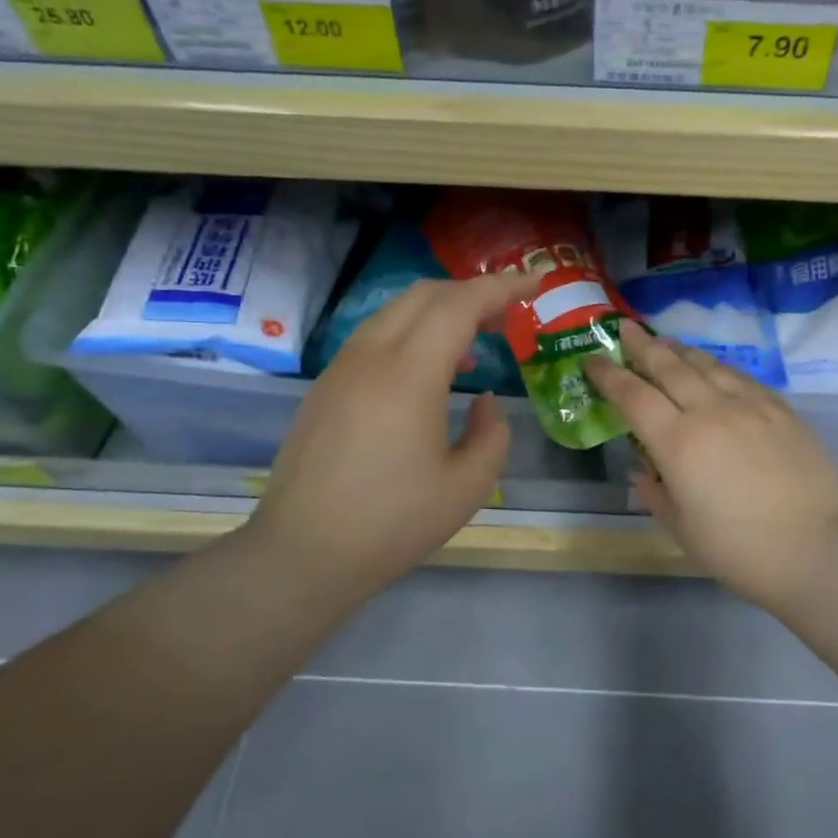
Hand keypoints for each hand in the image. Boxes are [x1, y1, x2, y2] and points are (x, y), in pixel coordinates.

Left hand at [245, 273, 536, 608]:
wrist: (303, 554)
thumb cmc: (392, 524)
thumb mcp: (467, 487)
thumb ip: (492, 435)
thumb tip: (484, 403)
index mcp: (409, 375)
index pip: (460, 304)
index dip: (502, 287)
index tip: (535, 283)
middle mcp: (371, 357)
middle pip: (425, 295)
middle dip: (471, 293)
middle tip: (506, 316)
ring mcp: (341, 369)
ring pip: (395, 313)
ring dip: (439, 314)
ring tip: (472, 347)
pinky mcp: (325, 388)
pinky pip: (375, 338)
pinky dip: (411, 335)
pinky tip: (428, 375)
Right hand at [584, 321, 837, 611]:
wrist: (820, 549)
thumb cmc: (741, 550)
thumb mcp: (683, 530)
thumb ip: (655, 494)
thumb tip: (643, 470)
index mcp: (678, 443)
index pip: (633, 396)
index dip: (608, 375)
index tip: (592, 360)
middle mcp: (710, 411)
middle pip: (669, 366)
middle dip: (642, 346)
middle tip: (624, 329)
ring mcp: (749, 405)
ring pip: (706, 365)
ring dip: (679, 350)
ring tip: (664, 342)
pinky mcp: (780, 409)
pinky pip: (740, 376)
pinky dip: (717, 366)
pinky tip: (713, 368)